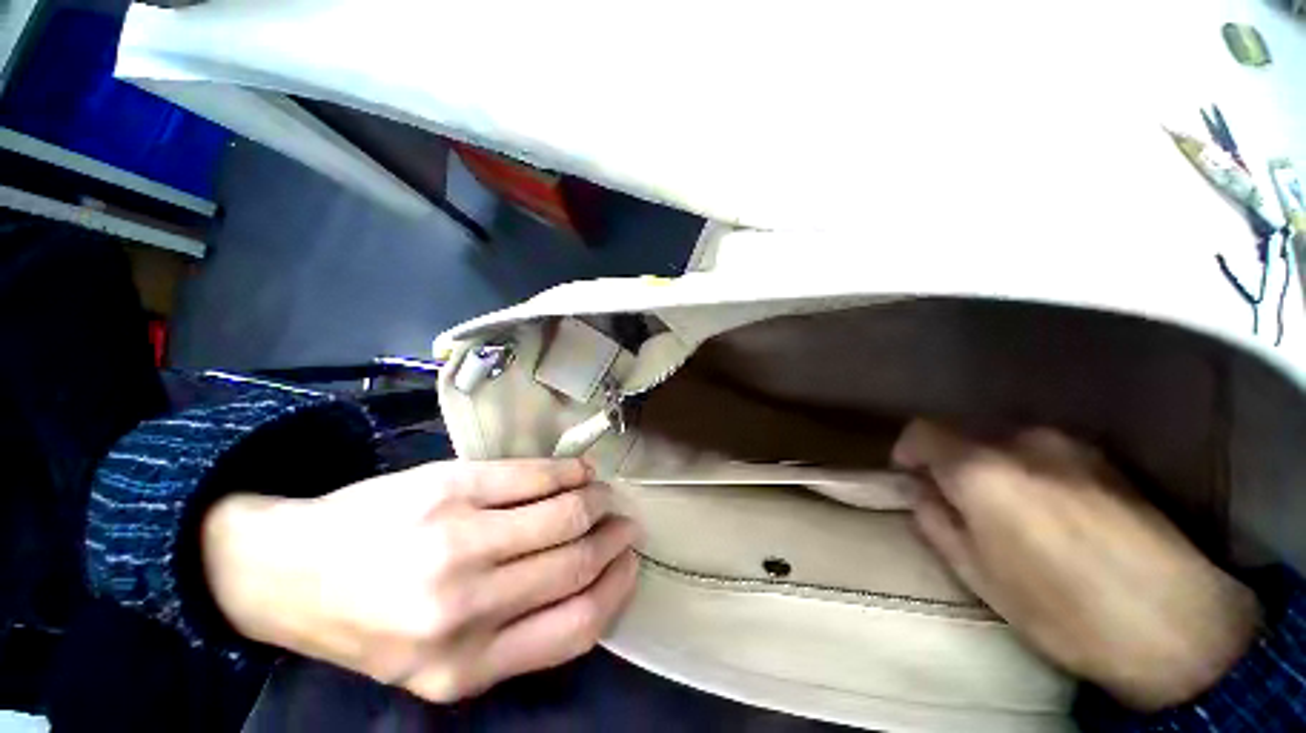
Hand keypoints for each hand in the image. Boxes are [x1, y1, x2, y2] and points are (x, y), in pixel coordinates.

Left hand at [201, 459, 639, 701]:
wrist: (295, 574)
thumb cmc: (365, 630)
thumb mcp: (439, 675)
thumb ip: (510, 653)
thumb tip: (581, 601)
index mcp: (473, 665)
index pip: (578, 626)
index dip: (616, 591)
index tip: (629, 568)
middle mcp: (469, 607)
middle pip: (571, 568)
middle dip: (612, 543)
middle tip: (626, 527)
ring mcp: (452, 542)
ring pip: (557, 518)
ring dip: (594, 505)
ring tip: (605, 498)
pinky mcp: (436, 491)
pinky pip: (520, 480)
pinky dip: (558, 475)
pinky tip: (573, 474)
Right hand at [892, 421, 1258, 711]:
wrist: (1154, 606)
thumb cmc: (1061, 616)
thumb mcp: (989, 587)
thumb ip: (947, 533)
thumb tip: (922, 497)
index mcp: (991, 472)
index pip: (930, 431)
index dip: (912, 452)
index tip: (909, 479)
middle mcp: (1030, 438)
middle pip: (976, 433)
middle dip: (960, 466)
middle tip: (963, 517)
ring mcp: (1072, 439)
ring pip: (1015, 441)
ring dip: (1001, 470)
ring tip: (1015, 524)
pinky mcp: (1102, 451)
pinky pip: (1051, 451)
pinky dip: (1037, 474)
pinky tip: (1057, 519)